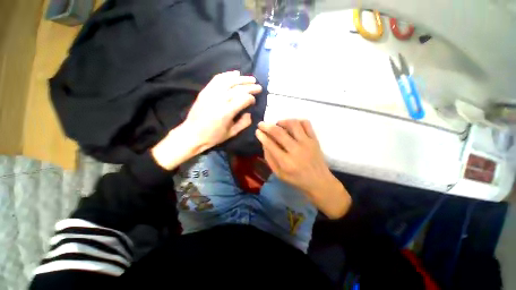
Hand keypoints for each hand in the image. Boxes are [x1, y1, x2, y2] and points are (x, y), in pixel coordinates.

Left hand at [151, 71, 261, 170]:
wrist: (192, 134)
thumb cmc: (213, 136)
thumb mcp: (231, 133)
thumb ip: (243, 123)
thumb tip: (249, 113)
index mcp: (227, 112)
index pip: (244, 99)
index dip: (251, 99)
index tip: (254, 101)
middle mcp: (219, 100)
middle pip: (238, 89)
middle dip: (250, 87)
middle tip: (258, 86)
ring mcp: (211, 93)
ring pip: (229, 81)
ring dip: (241, 79)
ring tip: (250, 78)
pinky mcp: (205, 91)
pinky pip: (217, 79)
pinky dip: (227, 75)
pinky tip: (235, 73)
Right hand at [255, 119, 350, 218]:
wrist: (319, 181)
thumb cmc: (296, 179)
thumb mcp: (279, 174)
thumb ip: (269, 158)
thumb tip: (264, 142)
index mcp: (286, 162)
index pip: (270, 144)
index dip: (262, 136)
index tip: (257, 131)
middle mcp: (296, 150)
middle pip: (279, 132)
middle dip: (267, 126)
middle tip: (262, 124)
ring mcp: (307, 143)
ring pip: (293, 124)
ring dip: (282, 121)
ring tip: (278, 124)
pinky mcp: (314, 139)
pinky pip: (306, 124)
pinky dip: (297, 121)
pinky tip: (292, 125)